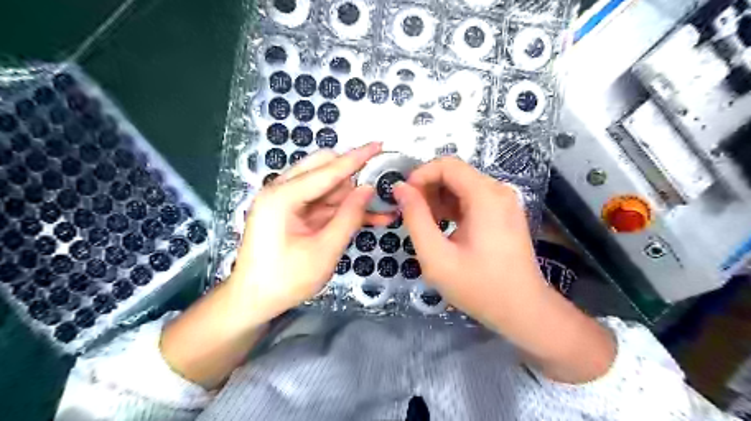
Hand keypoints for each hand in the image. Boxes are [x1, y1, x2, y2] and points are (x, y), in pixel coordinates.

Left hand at [160, 142, 393, 388]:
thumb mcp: (324, 250)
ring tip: (381, 210)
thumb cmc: (285, 280)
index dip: (356, 157)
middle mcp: (281, 190)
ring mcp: (286, 201)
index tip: (379, 144)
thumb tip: (369, 188)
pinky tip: (368, 217)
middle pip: (323, 169)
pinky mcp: (292, 212)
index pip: (327, 169)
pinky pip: (322, 203)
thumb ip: (349, 216)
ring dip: (352, 196)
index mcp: (282, 196)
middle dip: (353, 177)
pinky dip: (343, 209)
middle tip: (380, 188)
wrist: (253, 301)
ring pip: (327, 186)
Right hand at [390, 157, 542, 323]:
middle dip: (428, 189)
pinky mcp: (503, 213)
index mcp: (485, 196)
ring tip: (425, 224)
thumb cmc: (478, 286)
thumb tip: (400, 188)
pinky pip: (472, 199)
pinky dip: (453, 207)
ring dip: (439, 199)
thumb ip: (415, 218)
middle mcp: (498, 191)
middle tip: (411, 214)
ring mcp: (503, 202)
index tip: (403, 197)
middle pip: (455, 173)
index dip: (420, 175)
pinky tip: (443, 228)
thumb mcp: (436, 256)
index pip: (446, 165)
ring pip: (462, 186)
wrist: (522, 310)